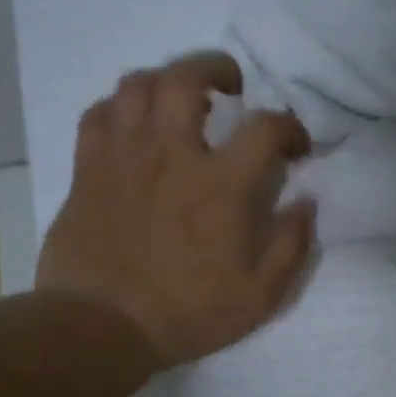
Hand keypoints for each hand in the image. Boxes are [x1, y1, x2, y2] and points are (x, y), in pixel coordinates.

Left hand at [35, 51, 315, 369]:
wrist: (100, 327)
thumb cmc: (188, 313)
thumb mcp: (261, 296)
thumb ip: (291, 245)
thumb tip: (307, 203)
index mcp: (222, 185)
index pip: (265, 127)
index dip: (289, 126)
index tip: (296, 145)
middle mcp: (172, 154)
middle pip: (188, 77)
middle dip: (217, 68)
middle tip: (232, 86)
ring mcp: (123, 156)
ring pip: (138, 84)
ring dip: (166, 80)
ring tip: (181, 98)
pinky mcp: (87, 169)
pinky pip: (100, 113)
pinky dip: (121, 106)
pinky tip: (134, 123)